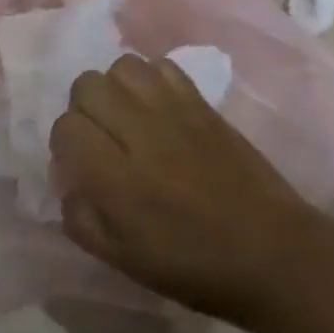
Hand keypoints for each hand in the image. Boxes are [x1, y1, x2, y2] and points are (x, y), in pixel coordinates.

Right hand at [50, 54, 328, 321]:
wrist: (269, 250)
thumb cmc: (194, 266)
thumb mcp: (124, 260)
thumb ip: (83, 219)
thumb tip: (69, 182)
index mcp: (117, 179)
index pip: (67, 127)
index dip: (64, 142)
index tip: (78, 161)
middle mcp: (140, 134)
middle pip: (88, 85)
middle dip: (84, 108)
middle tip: (100, 136)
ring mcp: (174, 111)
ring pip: (123, 66)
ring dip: (116, 88)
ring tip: (127, 115)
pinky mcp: (202, 102)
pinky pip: (163, 66)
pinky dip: (152, 79)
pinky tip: (158, 107)